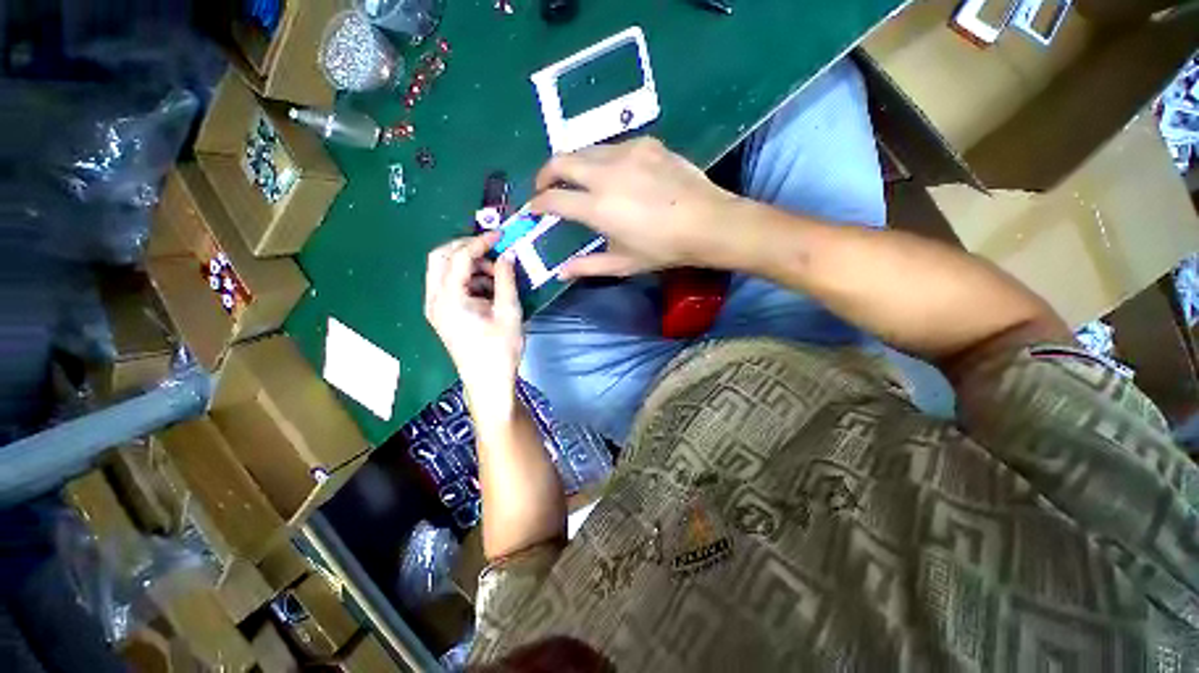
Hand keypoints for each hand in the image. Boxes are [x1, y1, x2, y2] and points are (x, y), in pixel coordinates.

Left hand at [424, 232, 522, 424]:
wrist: (488, 382)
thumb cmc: (500, 350)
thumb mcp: (508, 312)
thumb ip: (506, 279)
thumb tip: (507, 254)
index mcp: (450, 299)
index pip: (460, 257)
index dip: (480, 242)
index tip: (501, 235)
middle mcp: (435, 300)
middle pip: (440, 257)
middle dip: (466, 247)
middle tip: (492, 249)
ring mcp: (435, 308)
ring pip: (442, 270)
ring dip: (468, 264)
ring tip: (496, 274)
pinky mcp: (441, 315)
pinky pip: (448, 285)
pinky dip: (466, 279)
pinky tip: (488, 288)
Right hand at [529, 137, 743, 278]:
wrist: (707, 223)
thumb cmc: (663, 249)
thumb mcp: (623, 264)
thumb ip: (587, 267)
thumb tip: (560, 272)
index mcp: (598, 206)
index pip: (553, 199)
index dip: (536, 204)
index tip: (532, 209)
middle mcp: (605, 173)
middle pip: (560, 160)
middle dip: (545, 174)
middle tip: (546, 188)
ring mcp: (627, 153)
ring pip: (585, 149)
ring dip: (573, 165)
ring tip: (578, 181)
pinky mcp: (646, 143)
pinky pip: (612, 147)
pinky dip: (602, 160)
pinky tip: (614, 175)